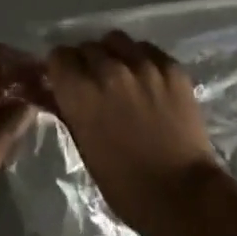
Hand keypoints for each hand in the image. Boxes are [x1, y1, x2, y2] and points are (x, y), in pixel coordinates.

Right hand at [44, 31, 233, 235]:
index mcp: (81, 92)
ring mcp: (143, 64)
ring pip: (117, 40)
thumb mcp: (85, 148)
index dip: (61, 67)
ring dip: (113, 54)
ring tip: (122, 74)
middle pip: (87, 46)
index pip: (59, 56)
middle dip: (86, 62)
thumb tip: (54, 91)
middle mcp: (109, 69)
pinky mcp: (171, 67)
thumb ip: (69, 110)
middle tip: (95, 82)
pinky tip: (147, 79)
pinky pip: (147, 49)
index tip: (66, 79)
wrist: (183, 195)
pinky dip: (141, 59)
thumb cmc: (125, 186)